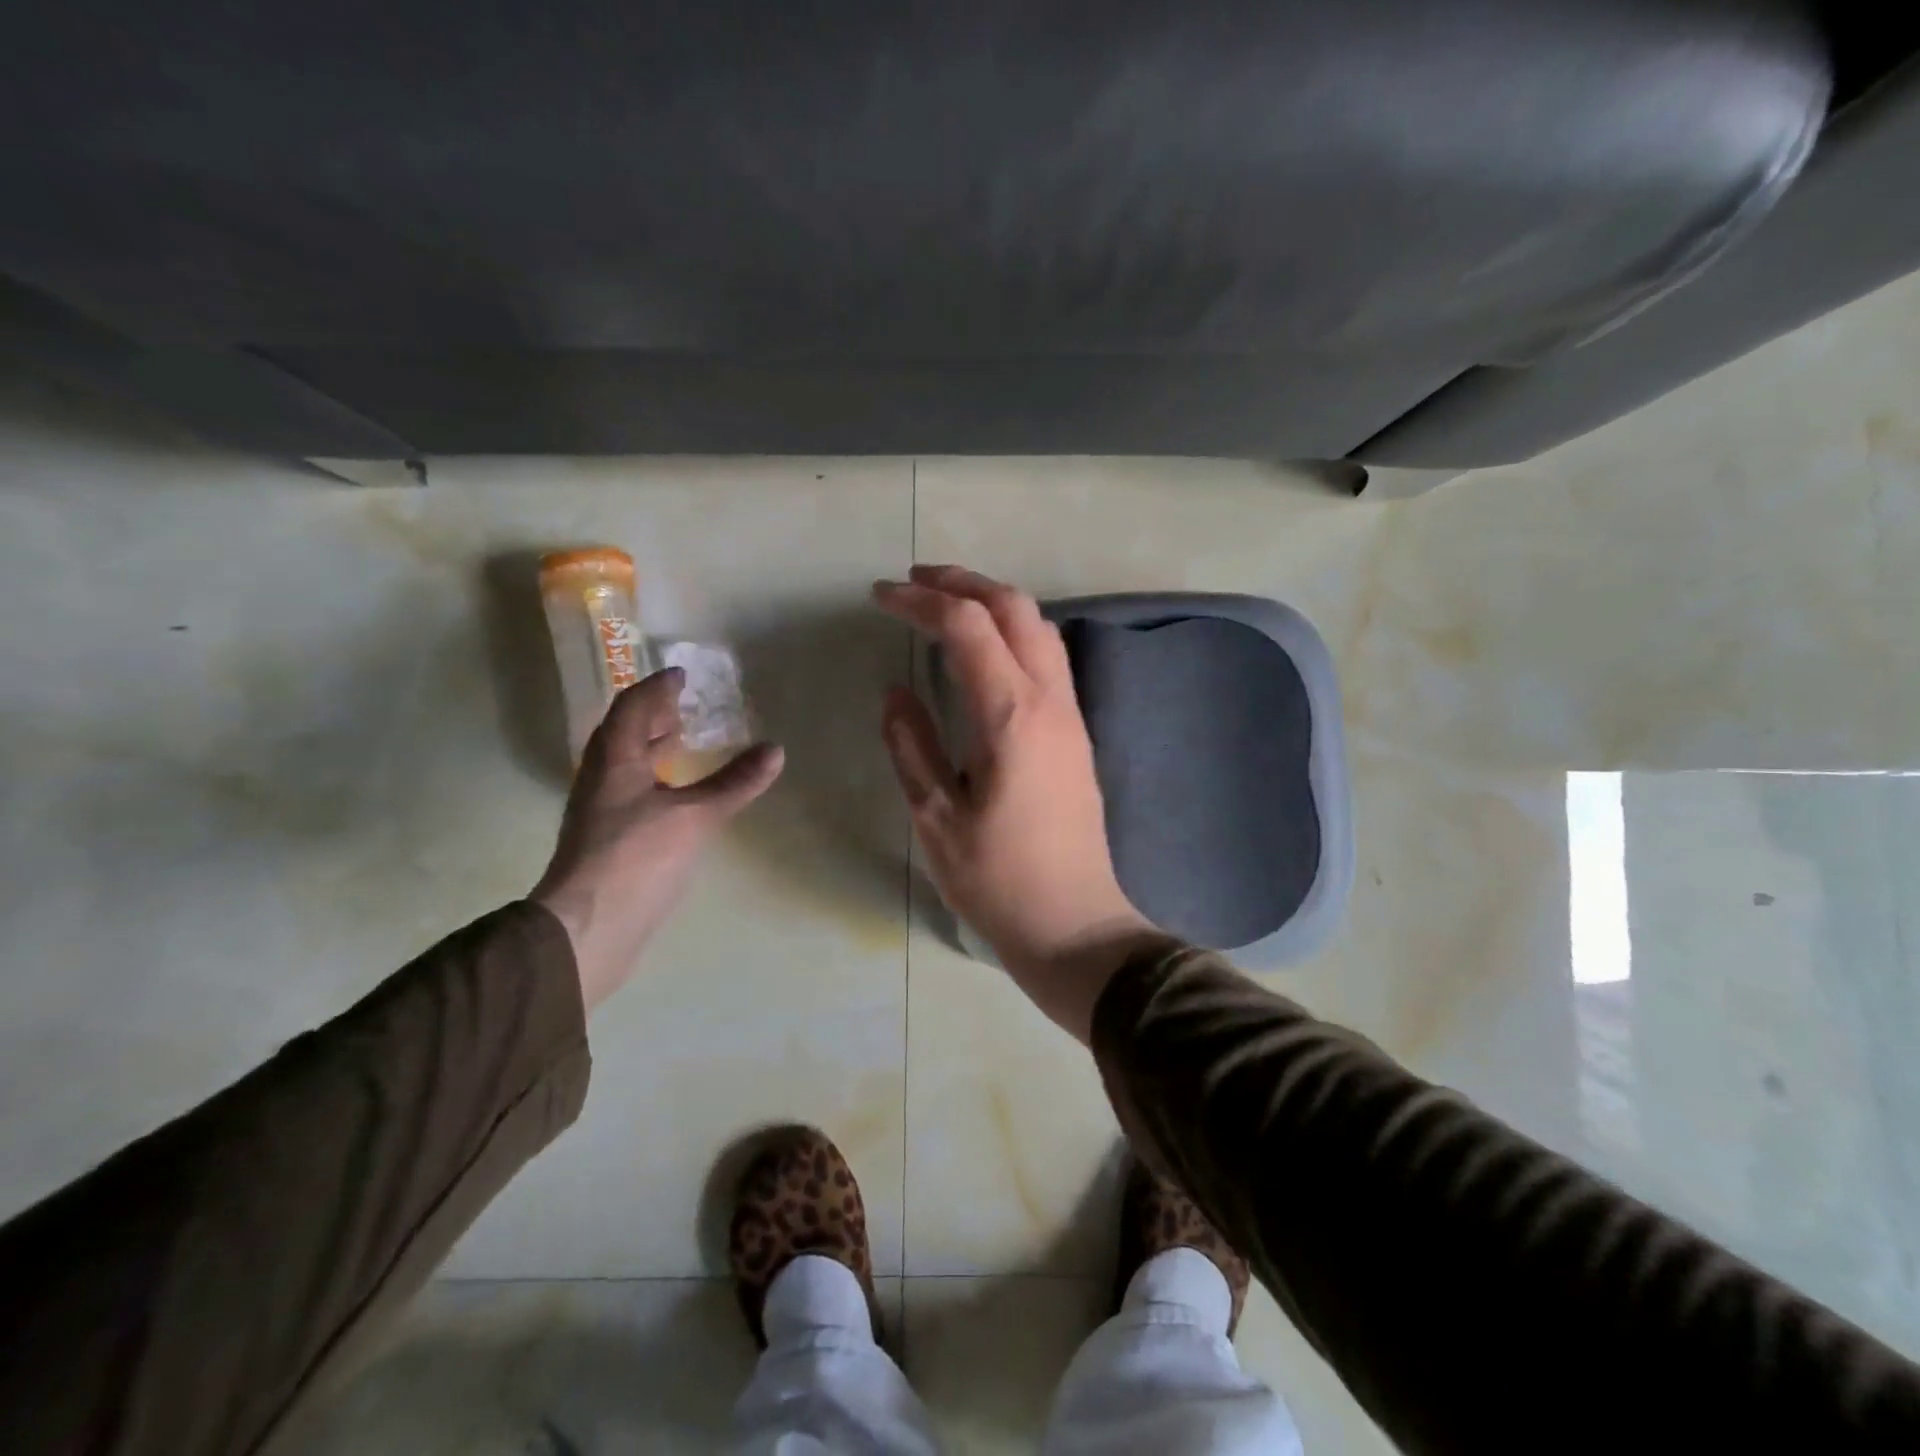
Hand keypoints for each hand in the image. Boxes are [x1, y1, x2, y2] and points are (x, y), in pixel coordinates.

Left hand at [533, 669, 784, 1008]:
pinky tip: (676, 797)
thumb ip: (734, 782)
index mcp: (615, 762)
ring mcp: (601, 812)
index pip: (632, 708)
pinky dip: (655, 779)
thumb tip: (775, 750)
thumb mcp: (694, 816)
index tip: (680, 674)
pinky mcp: (609, 841)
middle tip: (684, 705)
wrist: (588, 929)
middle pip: (624, 734)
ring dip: (652, 747)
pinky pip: (632, 791)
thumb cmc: (636, 859)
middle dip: (653, 715)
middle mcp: (601, 780)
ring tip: (683, 742)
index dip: (656, 688)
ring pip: (626, 765)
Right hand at [874, 565, 1165, 1040]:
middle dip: (962, 583)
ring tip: (946, 604)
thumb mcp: (935, 818)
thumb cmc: (997, 879)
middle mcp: (1049, 701)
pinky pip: (1049, 657)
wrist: (1074, 925)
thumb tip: (895, 691)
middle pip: (1014, 608)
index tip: (880, 596)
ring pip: (1039, 627)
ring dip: (992, 602)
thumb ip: (911, 745)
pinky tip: (984, 651)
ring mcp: (1070, 715)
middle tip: (913, 581)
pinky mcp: (1077, 733)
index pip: (967, 627)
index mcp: (1010, 716)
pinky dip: (1013, 632)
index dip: (920, 601)